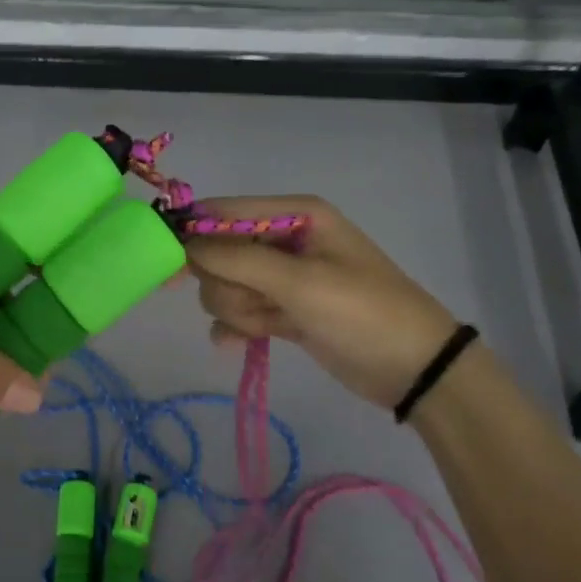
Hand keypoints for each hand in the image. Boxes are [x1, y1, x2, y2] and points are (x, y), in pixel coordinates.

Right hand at [186, 196, 461, 409]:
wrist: (414, 369)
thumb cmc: (362, 312)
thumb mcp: (300, 282)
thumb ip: (237, 260)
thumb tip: (185, 243)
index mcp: (294, 216)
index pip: (223, 212)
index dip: (191, 235)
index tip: (166, 268)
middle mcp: (284, 241)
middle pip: (219, 254)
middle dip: (228, 285)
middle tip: (258, 303)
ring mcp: (283, 279)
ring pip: (226, 287)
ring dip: (238, 310)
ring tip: (271, 324)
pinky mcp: (283, 311)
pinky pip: (240, 312)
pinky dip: (237, 328)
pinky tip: (240, 344)